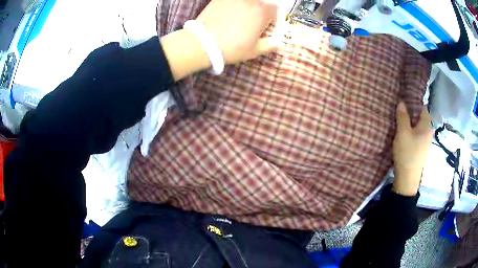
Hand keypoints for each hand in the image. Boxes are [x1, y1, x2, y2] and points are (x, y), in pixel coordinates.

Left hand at [161, 0, 279, 80]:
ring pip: (247, 0)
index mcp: (262, 12)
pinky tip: (228, 13)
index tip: (268, 26)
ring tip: (240, 17)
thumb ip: (270, 45)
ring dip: (248, 6)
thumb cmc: (232, 48)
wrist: (203, 43)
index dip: (274, 18)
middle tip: (254, 22)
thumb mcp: (254, 51)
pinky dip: (233, 5)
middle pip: (262, 2)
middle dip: (261, 10)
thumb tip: (279, 43)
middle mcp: (251, 1)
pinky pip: (232, 0)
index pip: (275, 9)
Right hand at [392, 102, 432, 195]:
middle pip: (421, 118)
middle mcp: (429, 132)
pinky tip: (404, 136)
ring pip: (418, 128)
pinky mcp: (421, 151)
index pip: (423, 108)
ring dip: (411, 124)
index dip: (414, 103)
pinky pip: (417, 136)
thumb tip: (402, 102)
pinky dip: (412, 133)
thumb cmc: (407, 153)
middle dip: (411, 114)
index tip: (404, 101)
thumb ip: (402, 116)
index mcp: (427, 126)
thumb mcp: (403, 132)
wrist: (407, 179)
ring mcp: (426, 143)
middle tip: (400, 112)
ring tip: (401, 123)